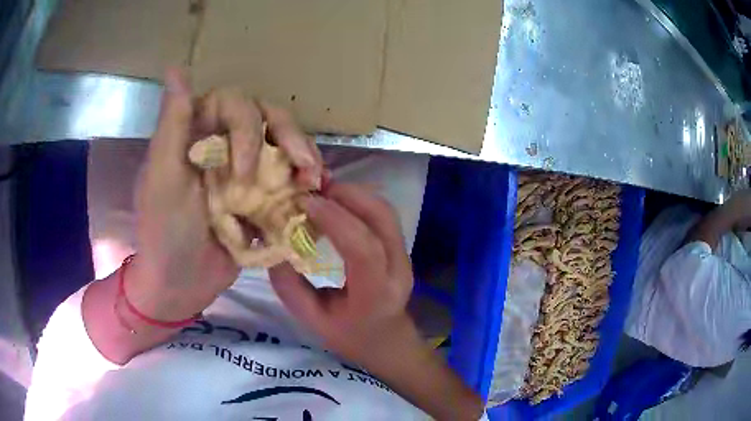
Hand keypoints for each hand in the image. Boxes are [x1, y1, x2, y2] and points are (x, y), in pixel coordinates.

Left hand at [129, 69, 322, 320]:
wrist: (182, 285)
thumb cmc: (165, 233)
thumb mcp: (163, 179)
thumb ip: (172, 125)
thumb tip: (176, 68)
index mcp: (197, 133)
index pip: (234, 103)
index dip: (248, 127)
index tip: (244, 171)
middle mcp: (223, 143)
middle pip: (267, 118)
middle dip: (289, 138)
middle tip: (306, 166)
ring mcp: (244, 170)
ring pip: (282, 145)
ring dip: (303, 158)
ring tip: (317, 181)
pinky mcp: (259, 196)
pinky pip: (287, 178)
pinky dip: (303, 184)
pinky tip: (316, 194)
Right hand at [269, 183, 482, 419]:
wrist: (388, 341)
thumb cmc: (349, 337)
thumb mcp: (312, 320)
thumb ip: (289, 286)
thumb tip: (272, 244)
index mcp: (376, 294)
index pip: (363, 248)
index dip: (334, 219)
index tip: (305, 203)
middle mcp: (398, 270)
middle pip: (381, 217)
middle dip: (346, 194)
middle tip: (312, 190)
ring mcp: (405, 256)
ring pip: (385, 211)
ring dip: (353, 194)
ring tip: (322, 192)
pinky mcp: (402, 247)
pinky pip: (383, 215)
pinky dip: (359, 200)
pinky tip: (337, 202)